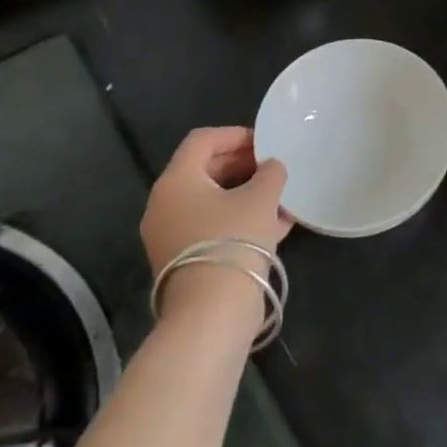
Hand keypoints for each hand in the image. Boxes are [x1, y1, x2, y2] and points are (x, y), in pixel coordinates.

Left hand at [141, 126, 290, 284]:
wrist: (212, 312)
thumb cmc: (234, 240)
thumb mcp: (262, 197)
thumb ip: (270, 173)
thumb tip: (271, 167)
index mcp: (177, 181)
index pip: (202, 140)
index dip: (236, 135)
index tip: (266, 142)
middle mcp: (165, 204)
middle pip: (205, 170)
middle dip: (243, 165)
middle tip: (274, 168)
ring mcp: (170, 235)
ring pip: (211, 201)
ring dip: (245, 194)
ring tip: (280, 197)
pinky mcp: (184, 261)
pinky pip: (212, 227)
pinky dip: (239, 219)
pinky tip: (276, 225)